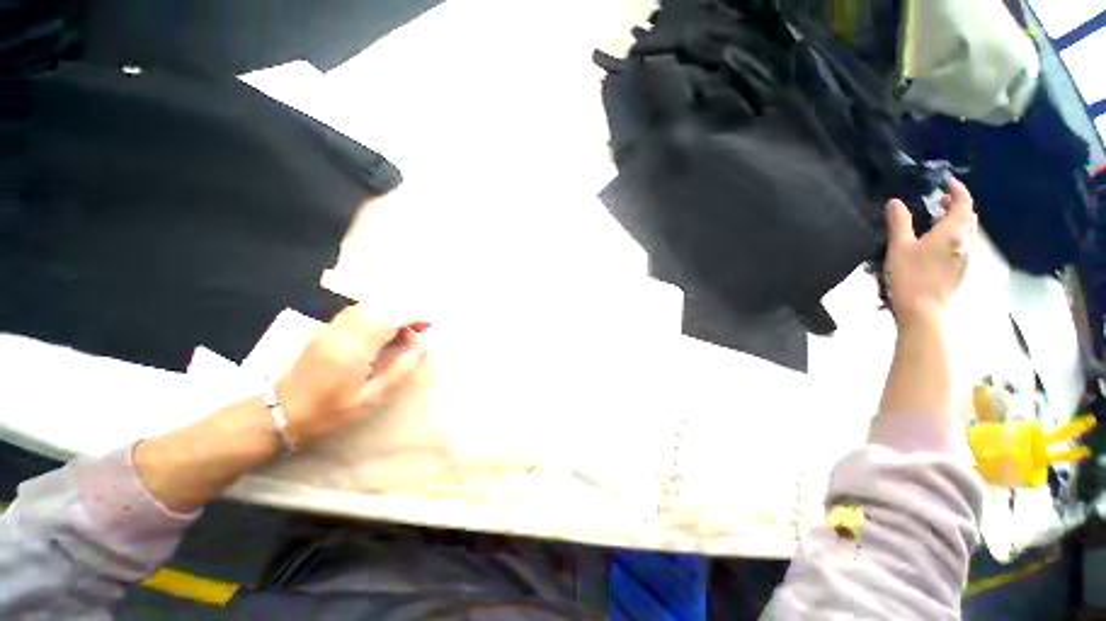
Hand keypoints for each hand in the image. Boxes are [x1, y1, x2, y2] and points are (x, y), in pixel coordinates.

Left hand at [275, 305, 428, 446]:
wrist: (281, 413)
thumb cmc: (330, 411)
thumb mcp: (372, 397)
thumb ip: (402, 368)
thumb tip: (426, 345)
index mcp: (355, 347)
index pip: (391, 317)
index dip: (415, 315)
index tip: (431, 324)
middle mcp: (343, 329)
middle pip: (382, 305)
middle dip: (407, 311)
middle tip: (422, 328)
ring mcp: (332, 326)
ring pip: (370, 305)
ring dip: (393, 312)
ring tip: (406, 331)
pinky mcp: (327, 328)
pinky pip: (358, 311)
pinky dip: (378, 314)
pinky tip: (384, 330)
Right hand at [885, 178, 977, 325]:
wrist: (923, 309)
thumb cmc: (910, 275)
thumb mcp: (899, 246)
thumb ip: (899, 222)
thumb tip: (895, 202)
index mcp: (952, 231)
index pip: (963, 202)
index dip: (957, 189)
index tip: (946, 181)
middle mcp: (965, 241)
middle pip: (968, 215)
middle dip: (956, 204)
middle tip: (938, 199)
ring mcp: (965, 256)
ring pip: (966, 230)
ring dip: (955, 219)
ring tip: (935, 218)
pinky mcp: (960, 268)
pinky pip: (962, 243)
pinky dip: (953, 234)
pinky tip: (936, 241)